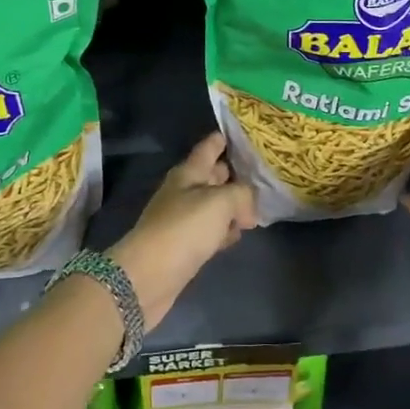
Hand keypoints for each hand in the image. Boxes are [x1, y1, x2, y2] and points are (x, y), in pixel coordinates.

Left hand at [110, 132, 257, 328]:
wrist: (149, 275)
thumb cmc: (184, 229)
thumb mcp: (220, 202)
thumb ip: (241, 195)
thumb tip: (249, 208)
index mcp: (188, 173)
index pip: (208, 148)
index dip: (222, 139)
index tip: (238, 132)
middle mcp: (184, 192)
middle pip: (211, 176)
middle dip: (233, 172)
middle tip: (260, 171)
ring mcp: (183, 220)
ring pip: (213, 205)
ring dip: (231, 204)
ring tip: (257, 205)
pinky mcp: (185, 246)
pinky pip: (211, 230)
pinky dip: (224, 230)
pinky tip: (238, 234)